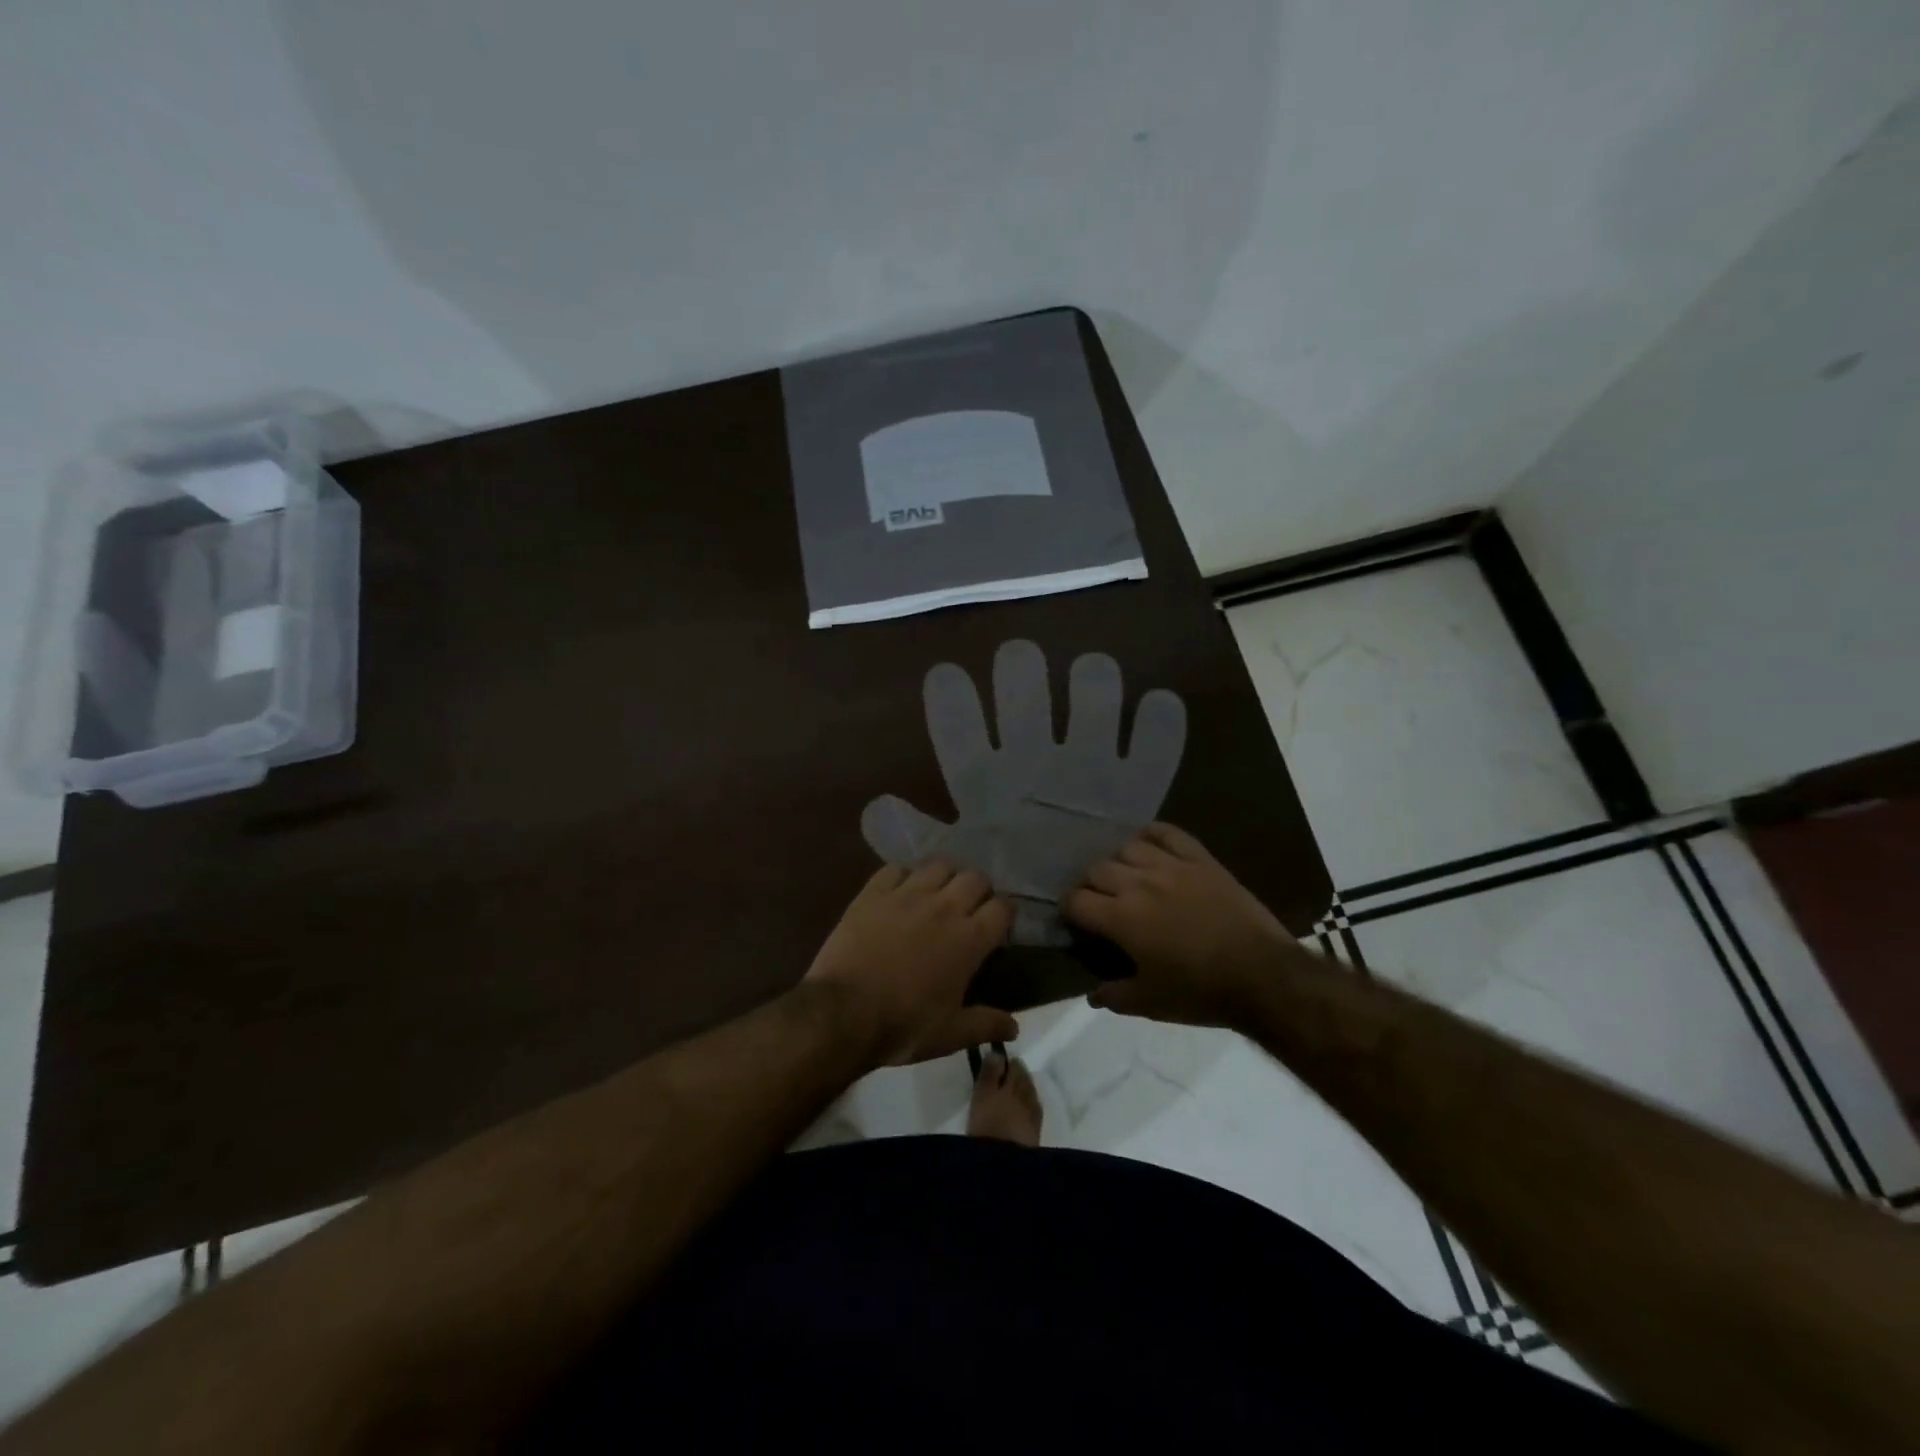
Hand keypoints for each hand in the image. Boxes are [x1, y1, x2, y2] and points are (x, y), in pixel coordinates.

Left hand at [804, 862, 1016, 1066]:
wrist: (842, 1013)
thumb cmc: (903, 1025)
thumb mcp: (950, 1035)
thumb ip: (986, 1025)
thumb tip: (1015, 1027)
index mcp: (969, 939)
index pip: (1003, 907)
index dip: (1004, 914)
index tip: (998, 927)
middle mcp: (944, 907)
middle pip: (975, 878)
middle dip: (978, 891)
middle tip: (969, 910)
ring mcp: (907, 894)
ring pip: (939, 865)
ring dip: (944, 879)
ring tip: (937, 896)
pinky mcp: (874, 892)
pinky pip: (897, 869)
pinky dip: (904, 877)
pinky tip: (900, 892)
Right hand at [1064, 823, 1309, 1027]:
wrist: (1263, 976)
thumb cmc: (1201, 993)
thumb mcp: (1151, 1003)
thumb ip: (1115, 996)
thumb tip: (1093, 994)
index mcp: (1121, 918)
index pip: (1077, 900)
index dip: (1070, 910)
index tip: (1076, 921)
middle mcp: (1139, 884)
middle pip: (1097, 869)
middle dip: (1091, 885)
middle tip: (1101, 902)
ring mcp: (1171, 866)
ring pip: (1128, 847)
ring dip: (1120, 862)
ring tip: (1127, 876)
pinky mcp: (1200, 859)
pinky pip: (1167, 832)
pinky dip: (1152, 834)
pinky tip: (1150, 846)